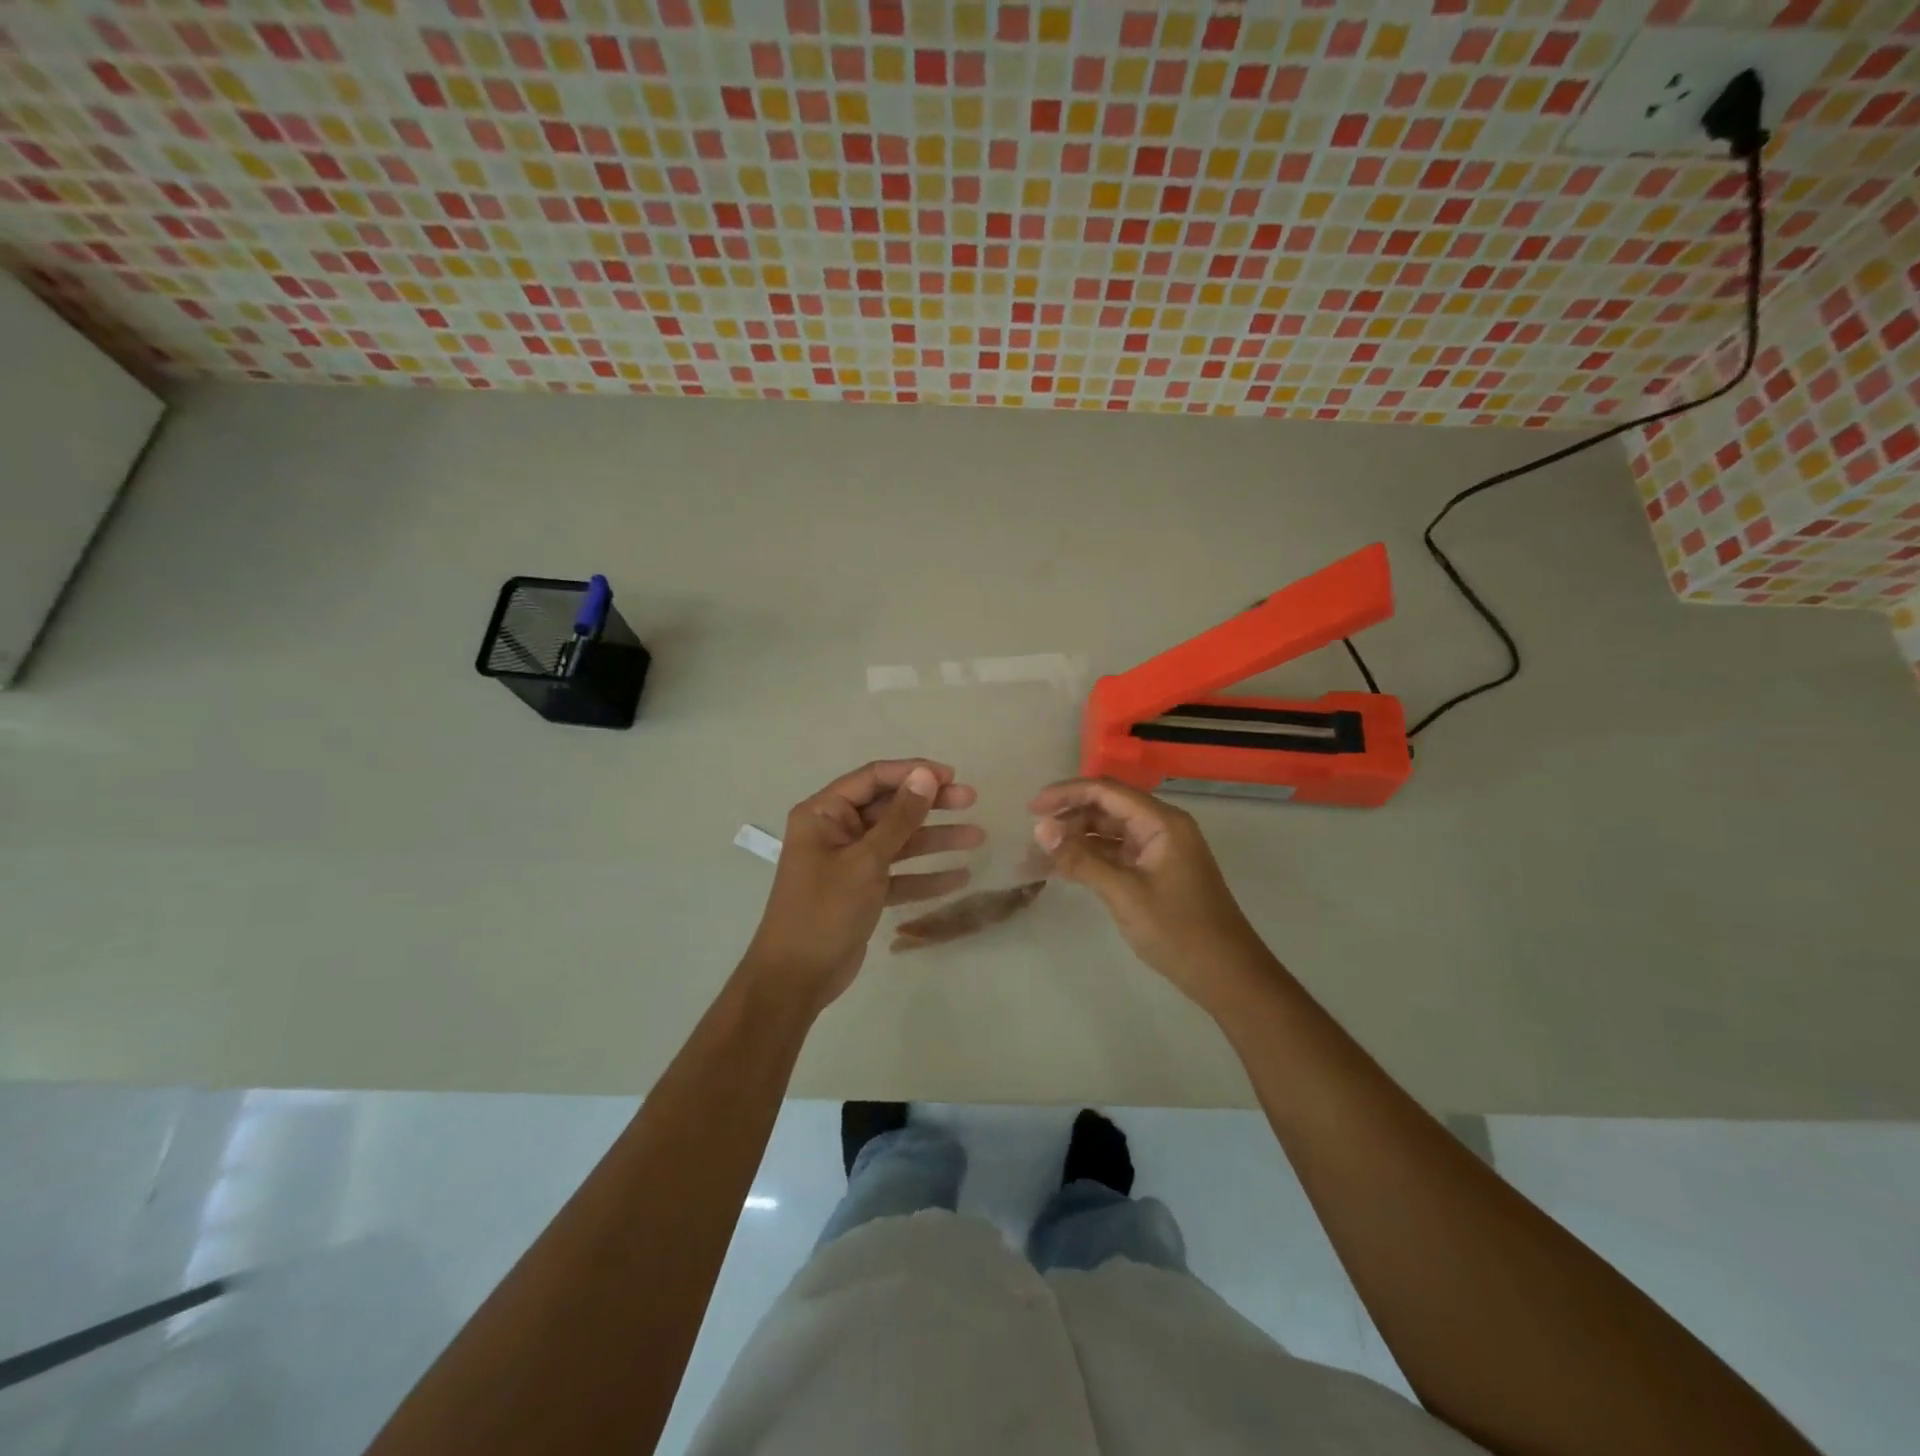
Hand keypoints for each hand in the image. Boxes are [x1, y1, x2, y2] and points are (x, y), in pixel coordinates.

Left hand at [744, 760, 981, 1011]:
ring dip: (935, 840)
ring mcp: (850, 862)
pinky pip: (898, 874)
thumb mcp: (866, 861)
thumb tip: (926, 775)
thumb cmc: (825, 910)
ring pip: (898, 841)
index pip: (873, 778)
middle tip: (971, 799)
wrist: (796, 978)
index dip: (913, 773)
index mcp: (823, 813)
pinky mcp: (862, 891)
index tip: (952, 776)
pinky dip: (925, 876)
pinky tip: (959, 877)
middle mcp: (836, 831)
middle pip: (889, 808)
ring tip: (977, 837)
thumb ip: (899, 818)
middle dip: (930, 804)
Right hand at [1030, 778, 1268, 1013]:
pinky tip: (1064, 870)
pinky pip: (1116, 853)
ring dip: (1076, 840)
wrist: (1228, 976)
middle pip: (1106, 808)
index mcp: (1162, 822)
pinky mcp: (1156, 871)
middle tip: (1033, 839)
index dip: (1065, 793)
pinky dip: (1091, 858)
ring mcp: (1160, 850)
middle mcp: (1161, 827)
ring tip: (1040, 857)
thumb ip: (1082, 859)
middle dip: (1068, 818)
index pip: (1106, 791)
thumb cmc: (1179, 931)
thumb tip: (1041, 829)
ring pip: (1109, 831)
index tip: (1031, 809)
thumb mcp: (1125, 894)